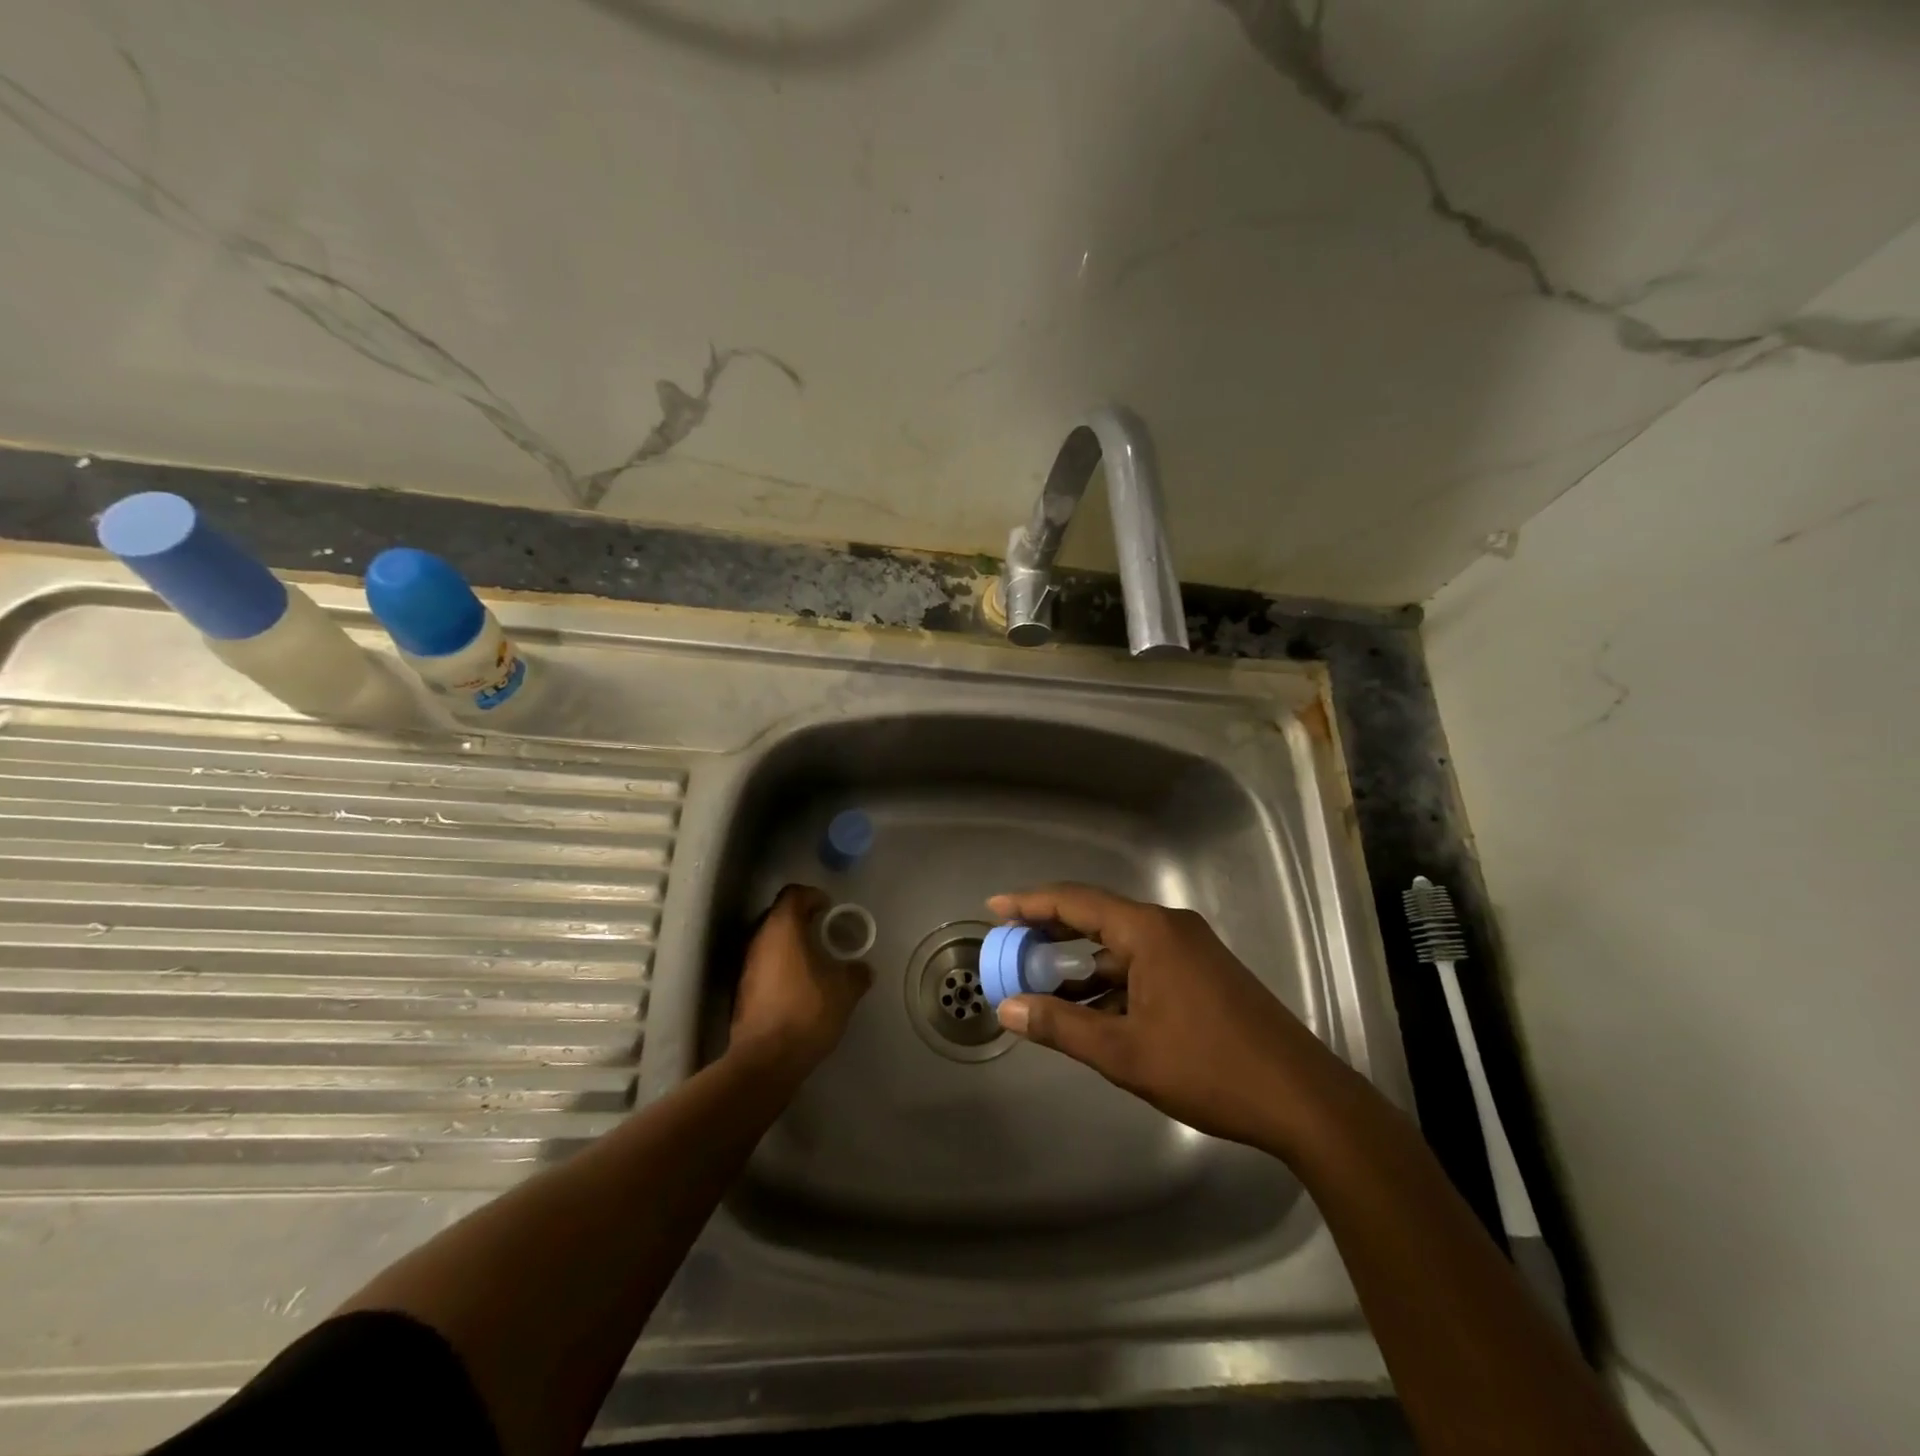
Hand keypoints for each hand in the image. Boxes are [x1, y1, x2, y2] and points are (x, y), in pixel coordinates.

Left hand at [730, 884, 871, 1075]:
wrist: (766, 1059)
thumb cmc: (808, 1011)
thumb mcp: (845, 990)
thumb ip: (856, 973)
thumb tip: (862, 969)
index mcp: (783, 928)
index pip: (794, 894)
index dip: (813, 896)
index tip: (829, 909)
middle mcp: (758, 939)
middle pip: (778, 915)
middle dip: (801, 920)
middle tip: (824, 933)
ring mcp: (745, 965)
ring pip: (768, 941)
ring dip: (789, 945)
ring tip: (813, 961)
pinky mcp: (741, 990)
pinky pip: (762, 965)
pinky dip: (780, 966)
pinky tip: (798, 985)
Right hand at [988, 883, 1353, 1154]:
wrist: (1302, 1099)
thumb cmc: (1208, 1068)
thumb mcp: (1124, 1053)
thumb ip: (1061, 1026)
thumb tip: (1008, 1008)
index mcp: (1150, 931)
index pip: (1077, 902)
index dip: (1030, 903)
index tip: (995, 908)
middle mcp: (1170, 928)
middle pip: (1098, 917)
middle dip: (1052, 931)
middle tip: (1011, 944)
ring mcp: (1191, 950)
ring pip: (1122, 947)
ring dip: (1083, 966)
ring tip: (1042, 988)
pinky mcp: (1204, 974)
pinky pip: (1144, 965)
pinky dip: (1113, 983)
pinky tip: (1093, 1013)